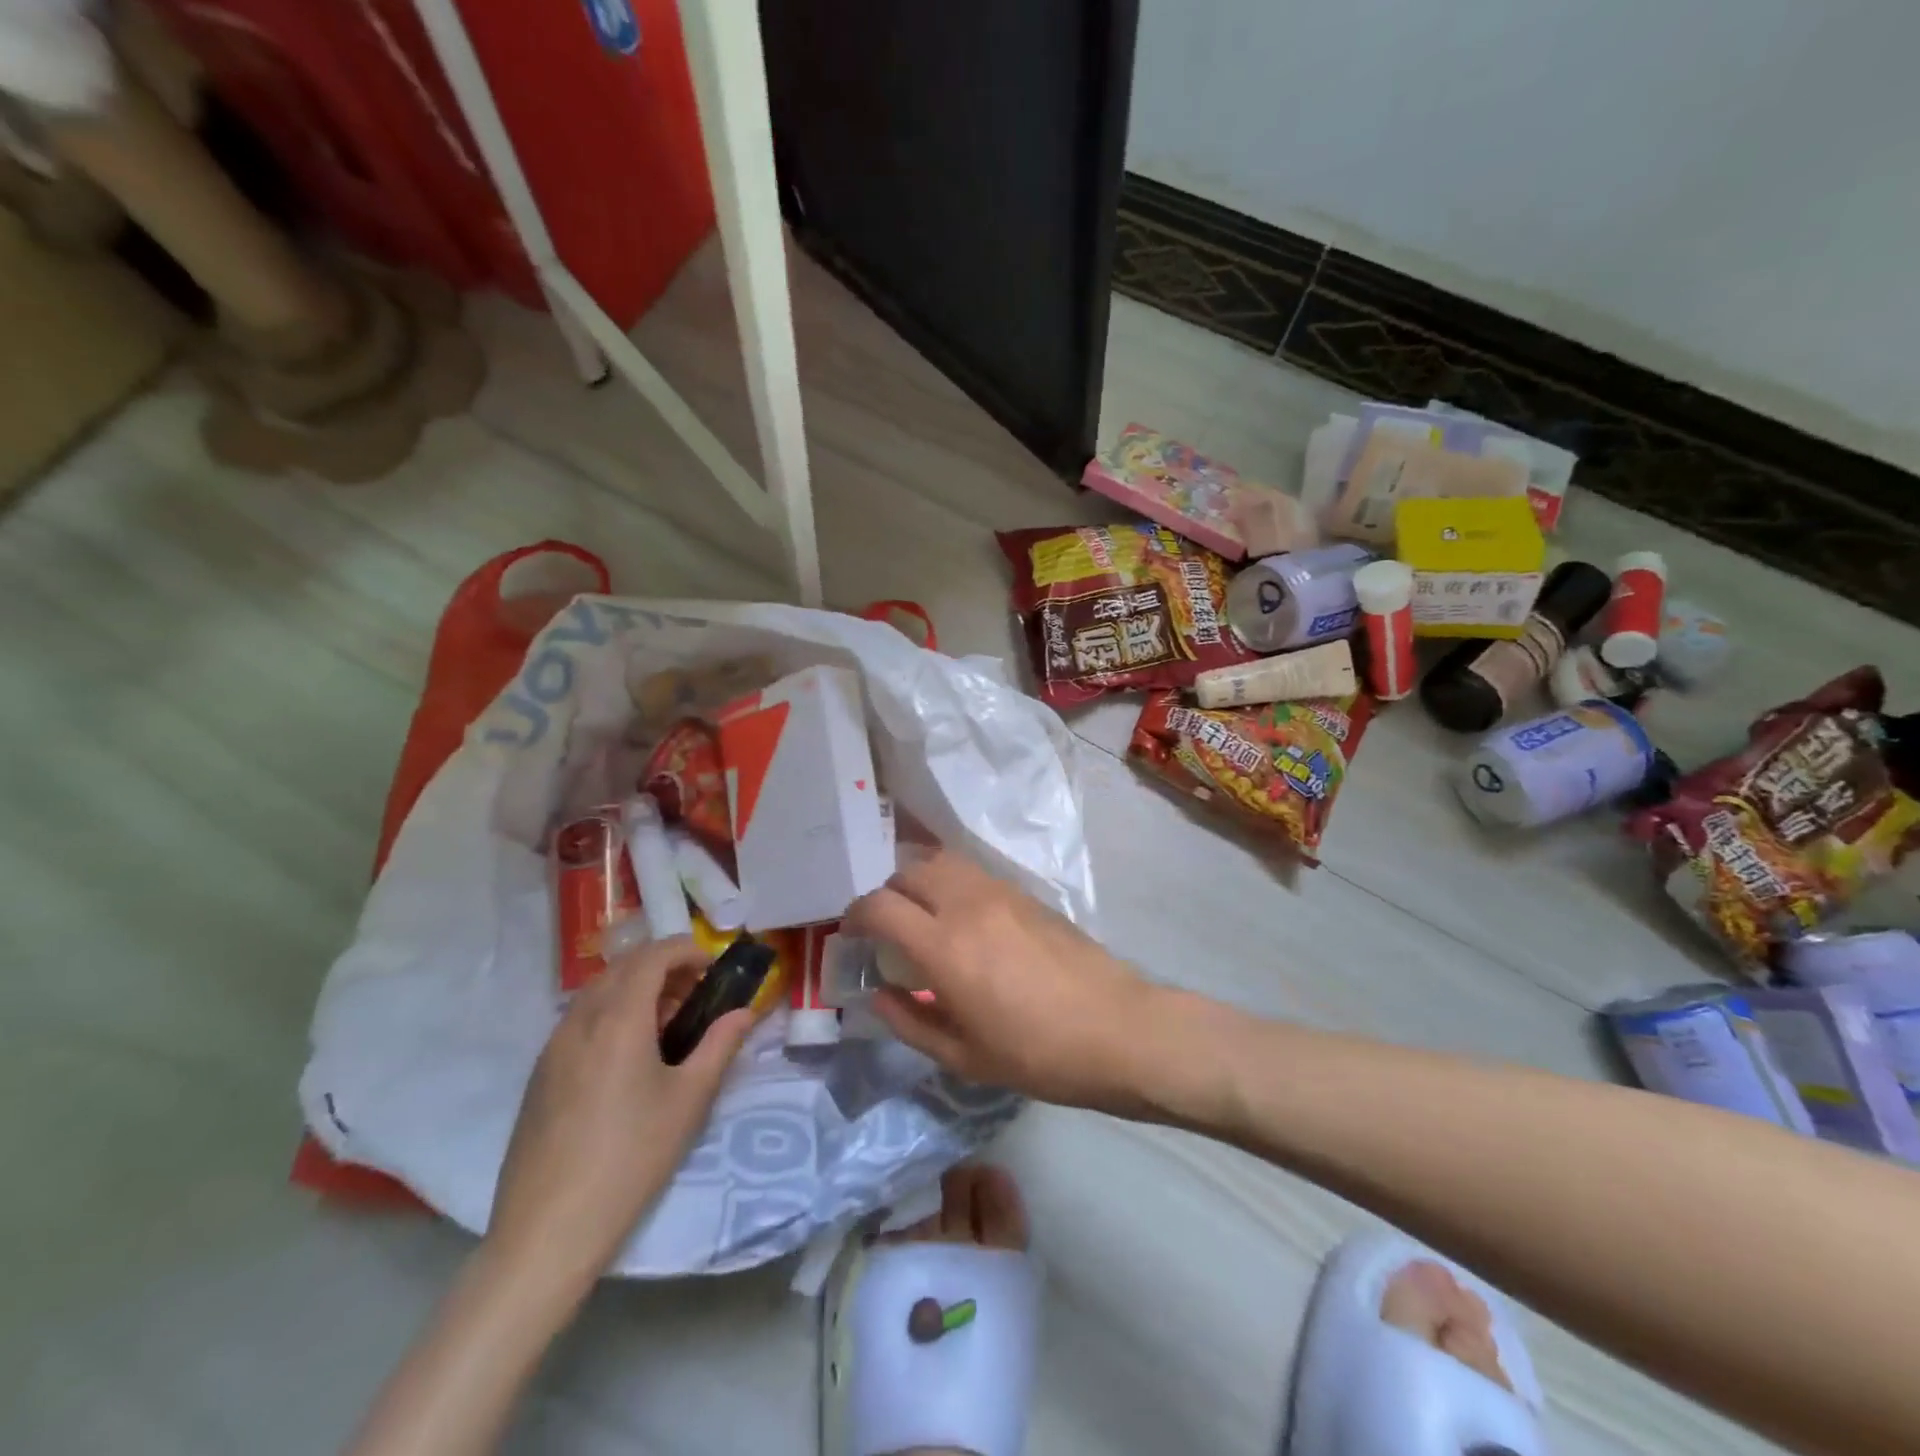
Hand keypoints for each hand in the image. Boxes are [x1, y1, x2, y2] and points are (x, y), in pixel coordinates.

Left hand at [484, 937, 752, 1297]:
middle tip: (695, 994)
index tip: (713, 967)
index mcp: (618, 1019)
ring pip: (598, 993)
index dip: (686, 950)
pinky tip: (629, 1057)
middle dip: (662, 967)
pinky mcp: (539, 1075)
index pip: (652, 956)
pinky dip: (610, 1014)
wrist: (547, 1232)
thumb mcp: (689, 1100)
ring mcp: (552, 1048)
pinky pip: (579, 1021)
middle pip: (622, 968)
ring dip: (635, 989)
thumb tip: (745, 1012)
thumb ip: (720, 1045)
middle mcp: (580, 1021)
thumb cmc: (631, 1158)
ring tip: (666, 1025)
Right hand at [844, 851, 1156, 1108]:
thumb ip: (909, 1022)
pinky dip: (951, 882)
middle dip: (886, 894)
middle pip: (907, 871)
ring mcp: (999, 891)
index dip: (855, 915)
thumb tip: (878, 994)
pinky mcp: (1025, 892)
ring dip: (919, 880)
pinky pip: (972, 871)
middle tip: (887, 928)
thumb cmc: (1037, 1054)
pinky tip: (963, 918)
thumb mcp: (963, 1056)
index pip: (879, 905)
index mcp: (944, 947)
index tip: (852, 934)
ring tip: (923, 917)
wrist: (1117, 1029)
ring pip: (941, 860)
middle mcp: (966, 904)